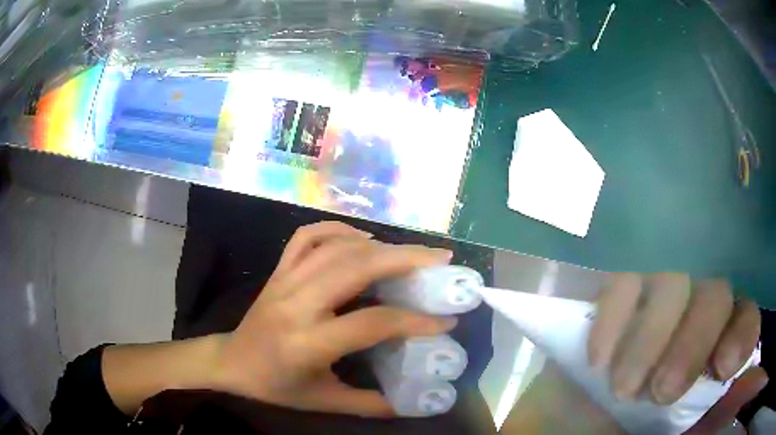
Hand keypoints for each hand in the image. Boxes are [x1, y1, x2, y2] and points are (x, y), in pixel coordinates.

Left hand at [212, 221, 456, 416]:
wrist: (231, 361)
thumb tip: (415, 404)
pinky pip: (307, 237)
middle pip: (355, 267)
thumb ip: (370, 404)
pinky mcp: (278, 270)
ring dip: (379, 244)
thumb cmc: (275, 386)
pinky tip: (362, 238)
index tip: (446, 320)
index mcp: (307, 343)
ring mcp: (284, 281)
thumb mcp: (323, 401)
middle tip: (440, 259)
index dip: (413, 321)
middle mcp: (296, 304)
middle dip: (405, 259)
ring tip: (412, 252)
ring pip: (336, 247)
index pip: (370, 323)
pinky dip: (338, 230)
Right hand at [588, 273, 766, 430]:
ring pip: (673, 283)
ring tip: (622, 387)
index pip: (744, 319)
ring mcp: (661, 278)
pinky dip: (614, 319)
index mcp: (719, 332)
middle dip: (692, 345)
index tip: (723, 366)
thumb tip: (710, 399)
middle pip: (714, 295)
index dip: (741, 336)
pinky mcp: (621, 276)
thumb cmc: (636, 409)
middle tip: (661, 391)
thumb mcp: (669, 414)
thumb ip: (695, 404)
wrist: (582, 392)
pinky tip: (599, 360)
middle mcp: (700, 295)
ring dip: (650, 339)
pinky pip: (624, 281)